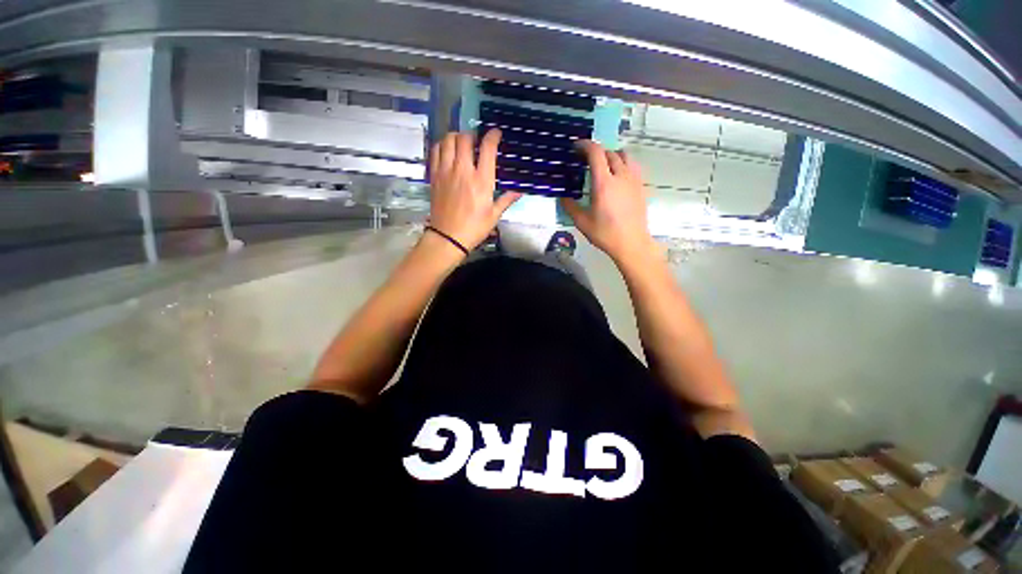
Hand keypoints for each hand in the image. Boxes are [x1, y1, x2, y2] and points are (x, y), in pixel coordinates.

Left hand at [428, 130, 521, 250]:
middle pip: (465, 138)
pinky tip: (447, 151)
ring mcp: (446, 171)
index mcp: (481, 180)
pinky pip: (435, 151)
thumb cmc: (474, 228)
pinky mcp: (434, 176)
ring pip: (448, 140)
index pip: (487, 148)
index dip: (493, 136)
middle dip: (472, 135)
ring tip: (461, 144)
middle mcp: (463, 171)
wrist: (448, 237)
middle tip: (476, 142)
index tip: (496, 134)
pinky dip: (442, 145)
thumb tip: (519, 192)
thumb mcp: (494, 215)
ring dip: (456, 137)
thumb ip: (506, 200)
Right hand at [561, 141, 654, 264]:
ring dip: (612, 155)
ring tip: (603, 165)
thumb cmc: (605, 233)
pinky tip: (617, 175)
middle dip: (596, 152)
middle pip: (609, 152)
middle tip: (586, 160)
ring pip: (624, 156)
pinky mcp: (641, 186)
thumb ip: (570, 207)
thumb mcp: (582, 222)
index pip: (596, 153)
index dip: (585, 145)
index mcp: (604, 183)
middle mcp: (620, 176)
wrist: (631, 243)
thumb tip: (563, 197)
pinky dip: (623, 163)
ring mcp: (633, 180)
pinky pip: (633, 166)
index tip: (576, 146)